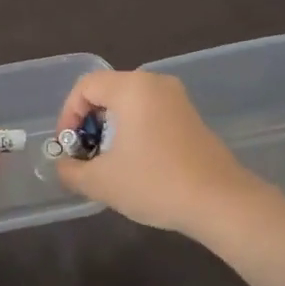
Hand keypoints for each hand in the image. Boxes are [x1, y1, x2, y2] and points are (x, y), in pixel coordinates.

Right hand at [52, 70, 273, 238]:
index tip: (68, 147)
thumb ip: (71, 171)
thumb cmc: (154, 183)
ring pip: (129, 104)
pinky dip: (134, 132)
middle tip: (86, 156)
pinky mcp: (190, 117)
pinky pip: (150, 114)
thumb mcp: (101, 182)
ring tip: (108, 164)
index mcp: (131, 88)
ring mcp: (177, 99)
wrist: (220, 202)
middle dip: (89, 124)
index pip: (85, 86)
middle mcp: (155, 83)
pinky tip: (136, 165)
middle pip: (107, 92)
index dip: (68, 115)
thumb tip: (64, 166)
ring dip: (111, 130)